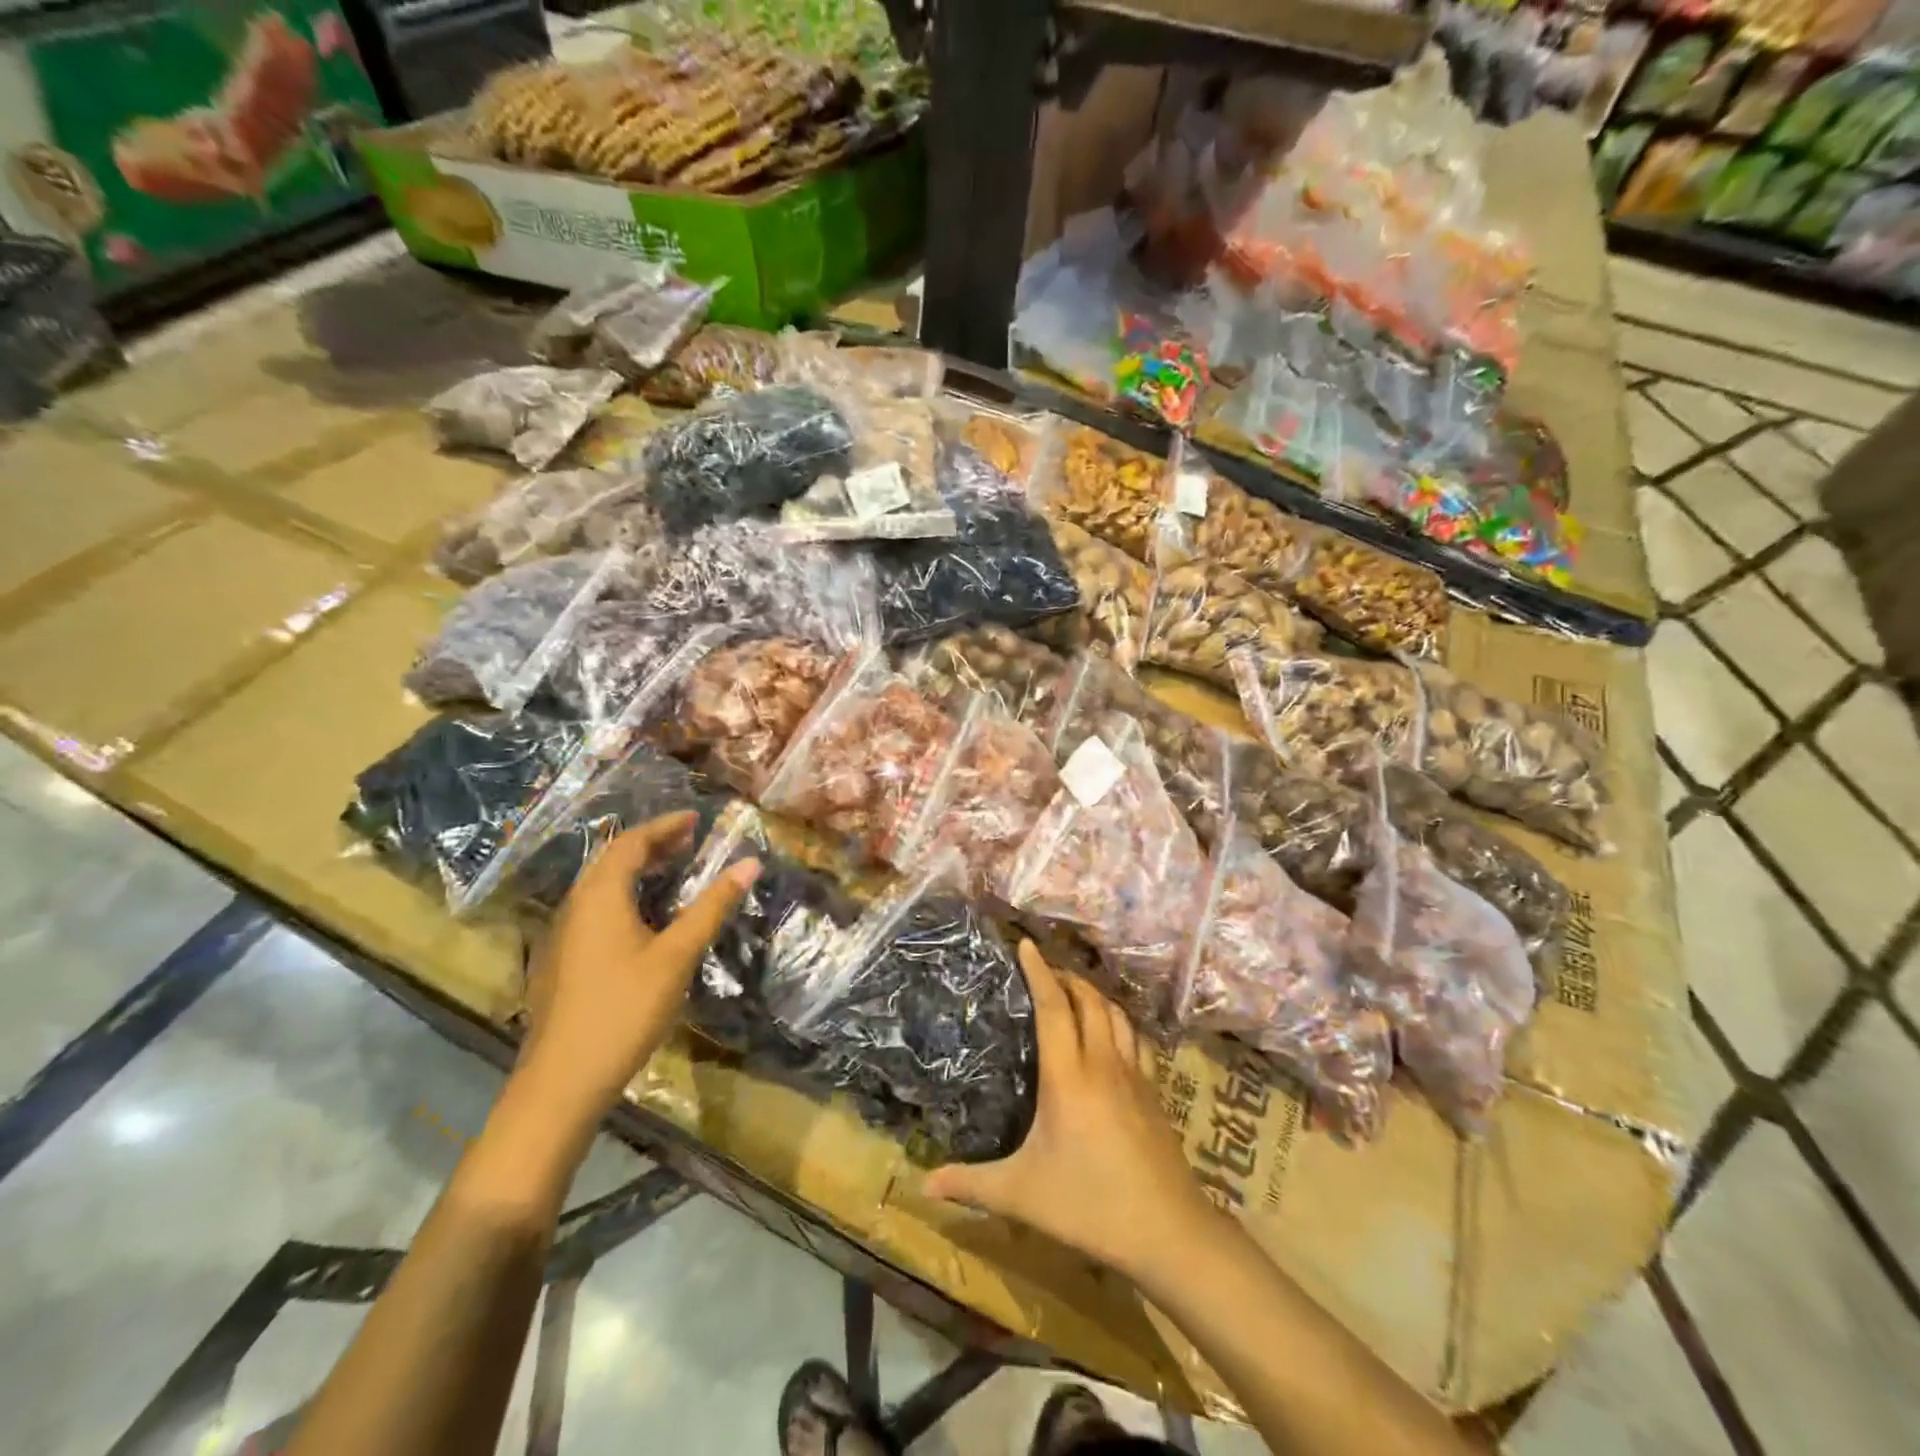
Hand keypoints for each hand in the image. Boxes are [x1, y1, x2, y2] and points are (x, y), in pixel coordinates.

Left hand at [516, 812, 758, 1124]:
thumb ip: (712, 907)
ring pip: (601, 887)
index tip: (695, 818)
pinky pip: (596, 911)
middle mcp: (575, 907)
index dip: (664, 826)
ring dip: (637, 871)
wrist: (562, 1082)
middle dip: (651, 845)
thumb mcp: (677, 955)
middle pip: (612, 861)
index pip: (631, 843)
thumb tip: (750, 863)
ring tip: (673, 872)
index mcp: (600, 896)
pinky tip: (645, 920)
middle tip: (688, 841)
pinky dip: (625, 897)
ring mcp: (563, 937)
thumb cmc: (624, 1009)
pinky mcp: (562, 963)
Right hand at [922, 942, 1218, 1280]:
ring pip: (1117, 1015)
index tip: (1026, 944)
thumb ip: (971, 1184)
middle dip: (1066, 977)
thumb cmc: (1089, 1205)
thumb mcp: (1021, 1194)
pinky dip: (1119, 1022)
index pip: (1053, 1007)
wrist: (1168, 1231)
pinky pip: (1136, 1039)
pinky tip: (1113, 1034)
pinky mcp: (1154, 1092)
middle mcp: (1102, 1063)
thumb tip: (922, 1185)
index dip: (1038, 972)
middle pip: (1088, 1000)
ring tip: (1076, 993)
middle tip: (1045, 971)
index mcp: (1068, 1076)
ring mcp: (1133, 1075)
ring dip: (1095, 995)